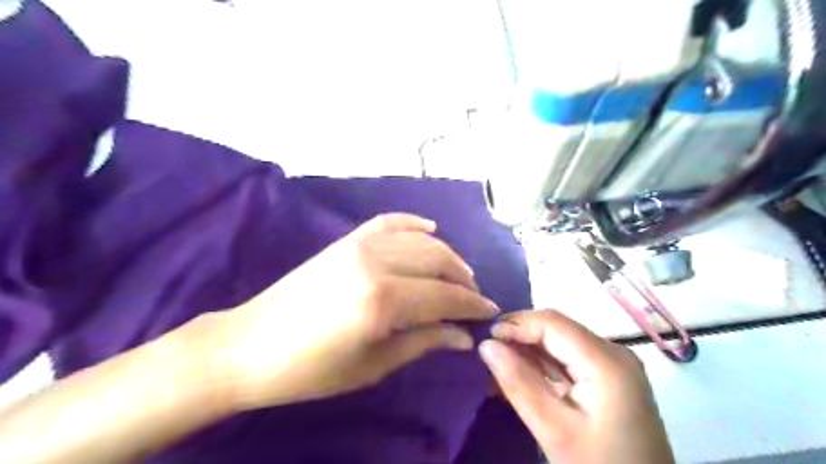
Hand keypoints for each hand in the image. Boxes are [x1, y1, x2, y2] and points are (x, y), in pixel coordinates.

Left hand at [204, 212, 499, 411]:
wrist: (251, 345)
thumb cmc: (313, 369)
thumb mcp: (374, 364)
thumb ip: (424, 342)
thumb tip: (464, 336)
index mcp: (383, 299)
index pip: (444, 296)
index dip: (472, 305)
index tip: (489, 313)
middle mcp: (376, 263)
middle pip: (437, 261)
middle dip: (463, 279)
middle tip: (474, 298)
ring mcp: (359, 245)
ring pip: (419, 240)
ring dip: (446, 255)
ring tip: (458, 274)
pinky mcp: (346, 240)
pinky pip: (388, 222)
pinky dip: (413, 223)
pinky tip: (430, 228)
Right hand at [482, 310, 674, 463]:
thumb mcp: (555, 431)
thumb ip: (519, 384)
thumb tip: (486, 345)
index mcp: (606, 361)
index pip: (552, 323)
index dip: (516, 324)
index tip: (485, 339)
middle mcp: (613, 352)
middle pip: (557, 329)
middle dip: (520, 336)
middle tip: (488, 352)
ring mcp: (613, 364)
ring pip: (560, 342)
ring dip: (528, 349)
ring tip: (498, 362)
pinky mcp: (608, 376)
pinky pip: (568, 358)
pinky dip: (543, 363)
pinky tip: (521, 373)